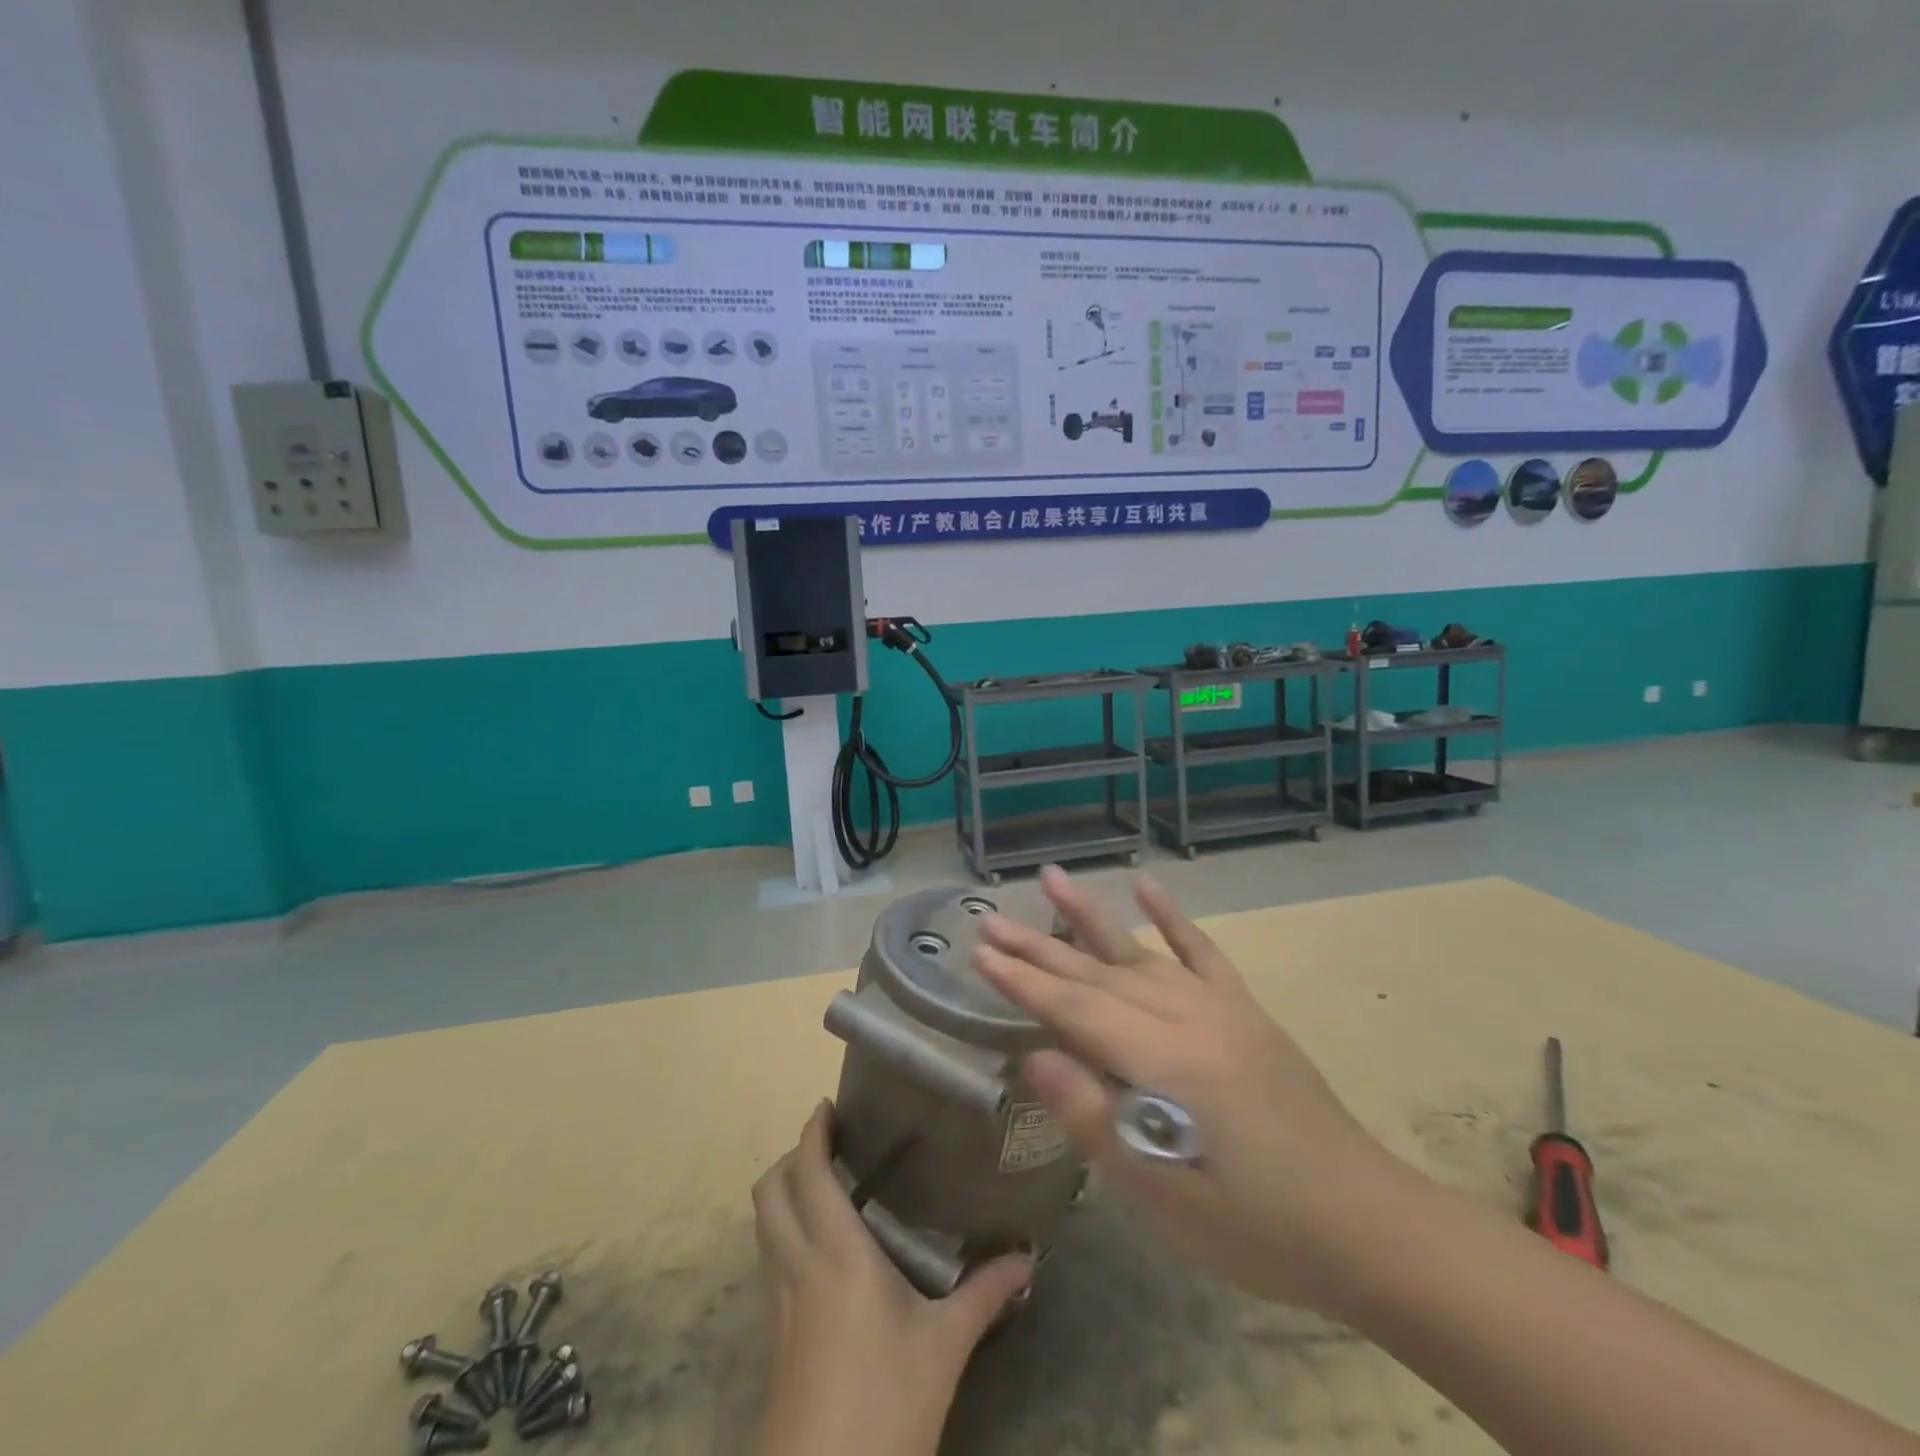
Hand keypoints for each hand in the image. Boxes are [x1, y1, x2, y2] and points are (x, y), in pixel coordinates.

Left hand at [752, 1102, 1032, 1455]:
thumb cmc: (886, 1403)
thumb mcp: (945, 1347)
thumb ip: (985, 1294)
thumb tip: (1027, 1258)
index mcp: (836, 1252)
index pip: (808, 1172)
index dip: (812, 1132)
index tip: (829, 1106)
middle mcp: (798, 1265)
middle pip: (770, 1190)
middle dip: (791, 1157)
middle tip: (830, 1144)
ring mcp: (778, 1302)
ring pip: (765, 1224)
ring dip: (785, 1193)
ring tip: (827, 1186)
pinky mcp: (773, 1335)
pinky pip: (770, 1259)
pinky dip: (785, 1231)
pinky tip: (823, 1250)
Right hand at [972, 866, 1406, 1317]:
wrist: (1368, 1224)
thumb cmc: (1257, 1227)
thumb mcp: (1165, 1198)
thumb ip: (1096, 1122)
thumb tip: (1035, 1059)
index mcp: (1163, 1061)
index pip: (1075, 1009)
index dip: (1022, 981)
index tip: (978, 952)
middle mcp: (1186, 1016)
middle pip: (1096, 974)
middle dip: (1037, 947)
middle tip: (989, 921)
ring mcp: (1219, 1006)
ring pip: (1137, 953)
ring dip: (1089, 916)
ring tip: (1051, 878)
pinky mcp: (1244, 1010)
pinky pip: (1201, 951)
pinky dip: (1171, 917)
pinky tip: (1144, 886)